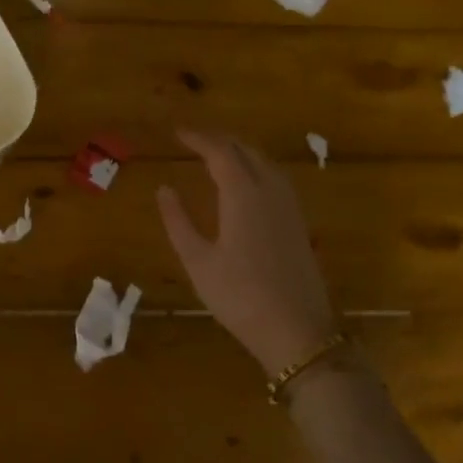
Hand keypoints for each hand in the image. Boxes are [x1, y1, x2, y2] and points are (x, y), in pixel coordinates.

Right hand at [157, 128, 335, 374]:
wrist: (297, 330)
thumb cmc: (239, 296)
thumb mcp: (197, 261)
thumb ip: (178, 221)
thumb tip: (164, 189)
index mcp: (243, 194)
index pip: (220, 152)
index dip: (198, 138)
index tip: (177, 132)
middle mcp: (270, 191)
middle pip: (246, 150)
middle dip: (219, 140)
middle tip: (193, 140)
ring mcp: (289, 206)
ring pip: (265, 162)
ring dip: (240, 151)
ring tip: (216, 154)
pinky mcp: (298, 222)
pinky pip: (276, 178)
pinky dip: (255, 167)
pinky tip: (246, 182)